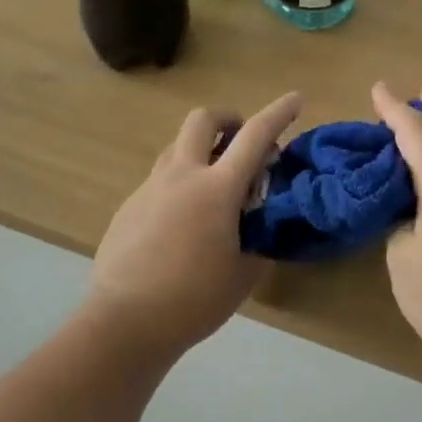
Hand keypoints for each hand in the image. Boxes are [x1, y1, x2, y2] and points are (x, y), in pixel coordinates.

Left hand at [87, 91, 302, 354]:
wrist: (125, 322)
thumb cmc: (194, 299)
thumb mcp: (244, 273)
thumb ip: (258, 238)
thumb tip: (258, 222)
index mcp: (216, 189)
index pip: (255, 135)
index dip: (279, 113)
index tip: (296, 99)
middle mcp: (181, 176)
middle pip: (203, 120)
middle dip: (228, 119)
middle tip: (242, 144)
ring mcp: (150, 188)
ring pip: (177, 147)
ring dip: (202, 151)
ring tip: (215, 187)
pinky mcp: (129, 206)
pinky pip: (159, 179)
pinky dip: (180, 183)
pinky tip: (183, 223)